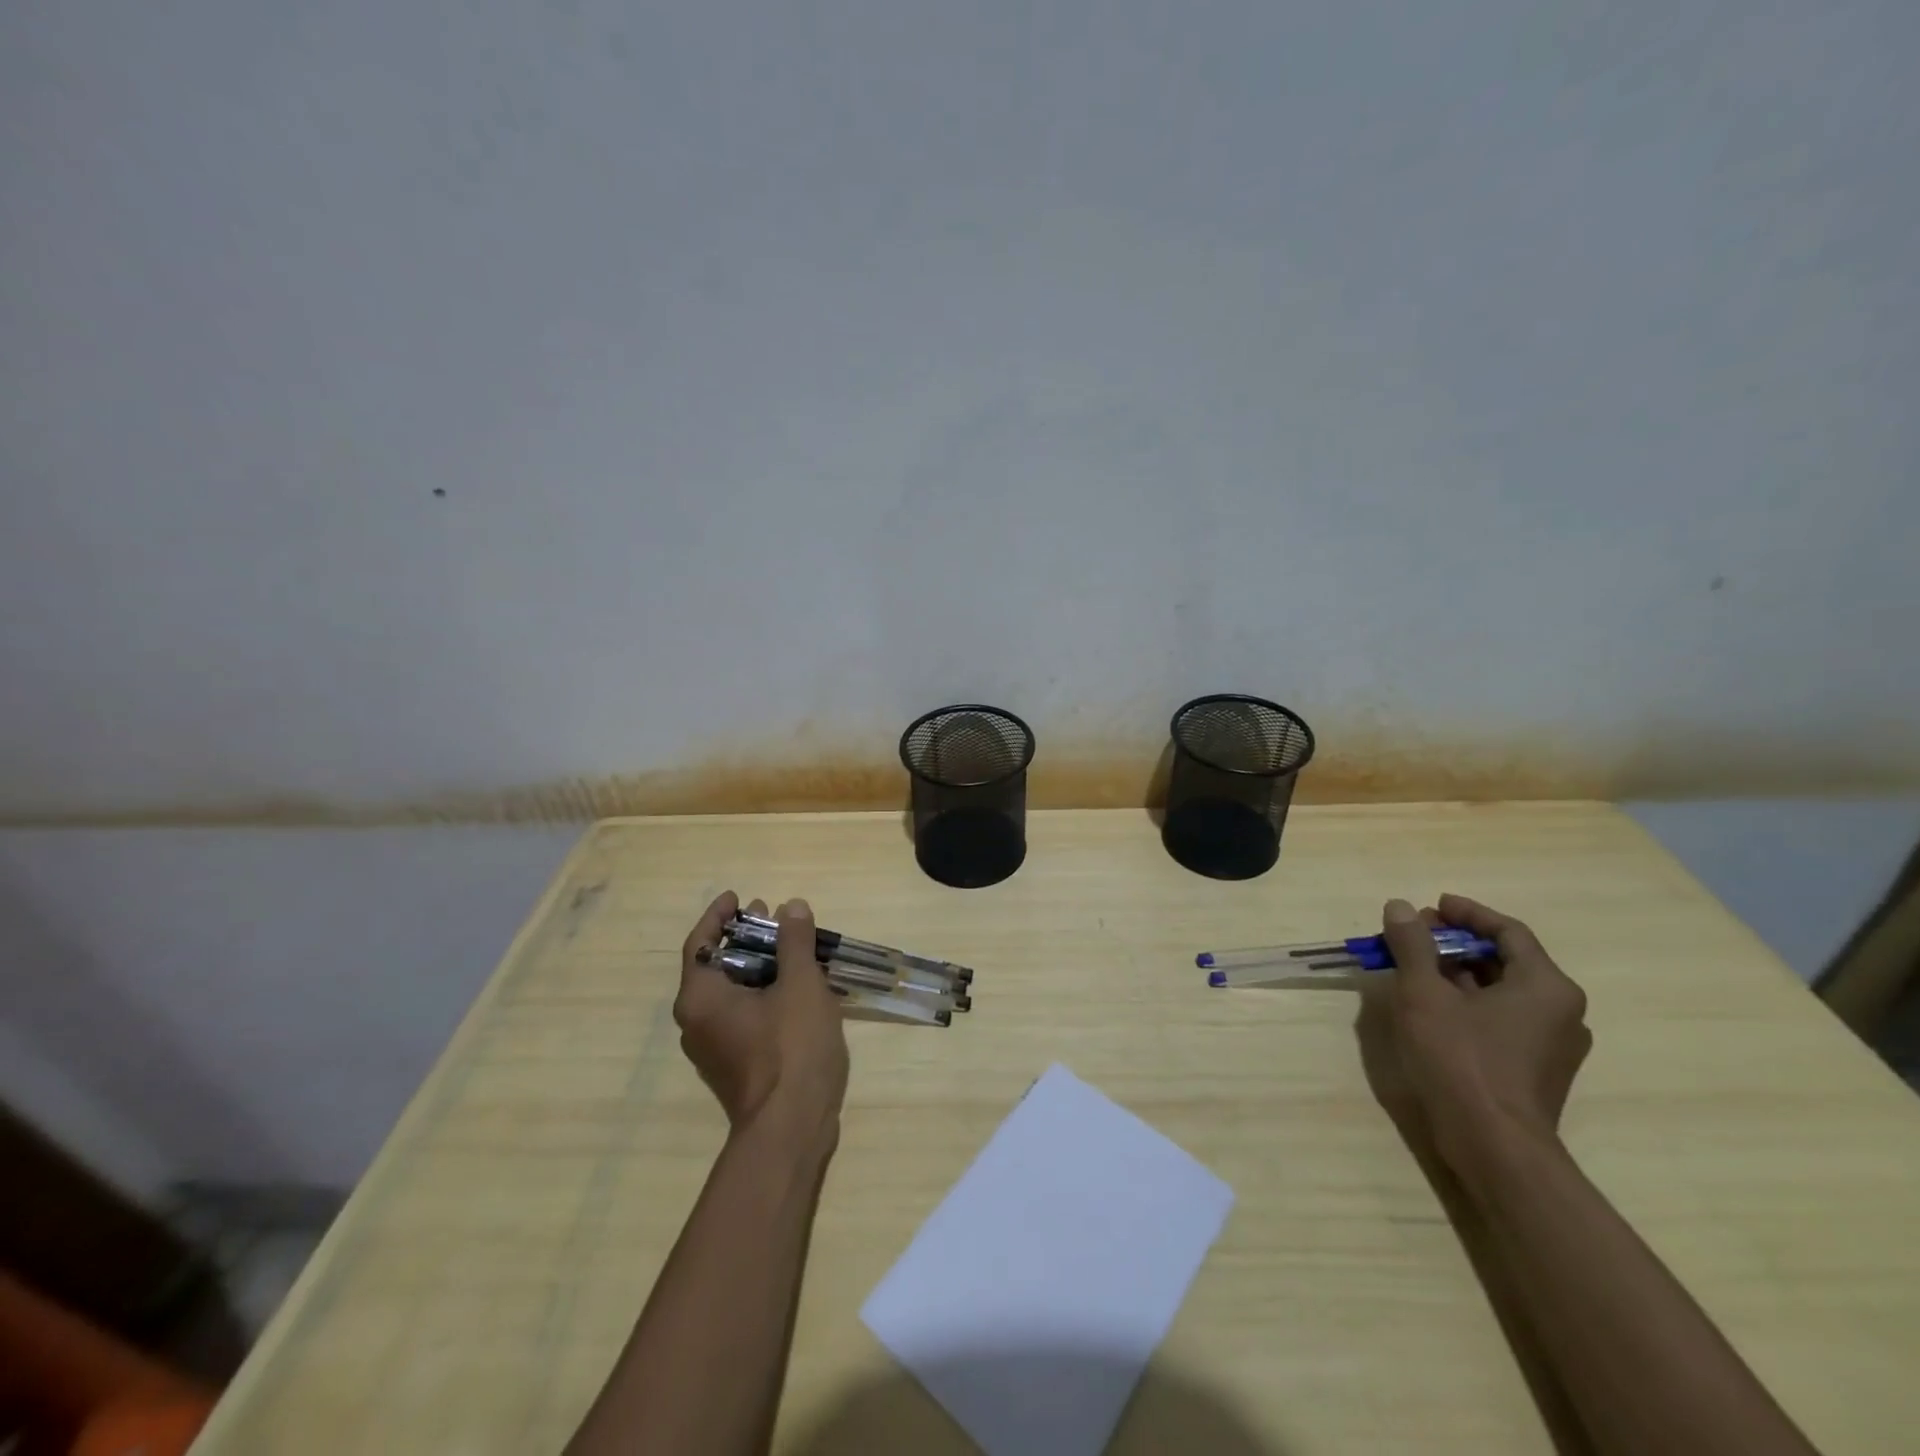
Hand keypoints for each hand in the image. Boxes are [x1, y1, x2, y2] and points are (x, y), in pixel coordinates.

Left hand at [673, 892, 849, 1141]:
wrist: (791, 1129)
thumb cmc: (791, 1048)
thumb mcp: (800, 985)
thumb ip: (794, 942)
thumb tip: (791, 907)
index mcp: (701, 999)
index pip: (699, 944)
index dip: (718, 916)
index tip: (740, 897)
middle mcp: (697, 1023)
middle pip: (715, 966)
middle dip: (744, 937)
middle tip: (773, 916)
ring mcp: (715, 1048)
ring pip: (731, 993)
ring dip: (757, 965)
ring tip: (790, 947)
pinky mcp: (735, 1066)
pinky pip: (742, 1015)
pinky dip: (762, 992)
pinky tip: (795, 986)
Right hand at [1365, 894, 1591, 1174]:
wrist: (1494, 1146)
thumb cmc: (1461, 1059)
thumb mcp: (1424, 994)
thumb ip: (1412, 945)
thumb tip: (1400, 906)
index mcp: (1547, 987)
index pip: (1509, 932)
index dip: (1468, 914)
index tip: (1431, 906)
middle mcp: (1561, 1011)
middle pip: (1506, 960)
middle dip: (1456, 942)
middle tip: (1415, 934)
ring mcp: (1551, 1044)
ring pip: (1501, 991)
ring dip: (1457, 972)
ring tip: (1414, 966)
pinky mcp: (1535, 1069)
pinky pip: (1501, 1018)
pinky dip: (1468, 1001)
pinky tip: (1431, 1006)